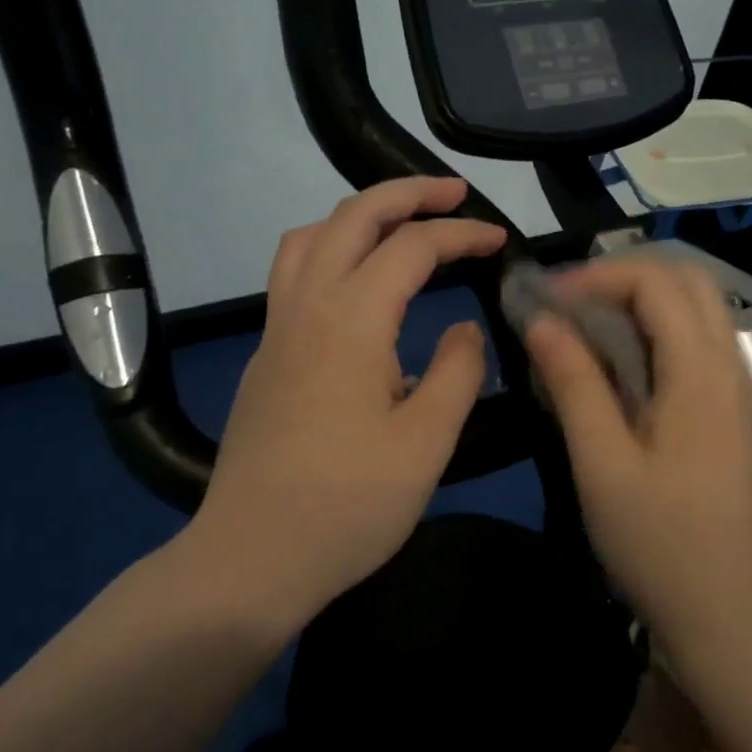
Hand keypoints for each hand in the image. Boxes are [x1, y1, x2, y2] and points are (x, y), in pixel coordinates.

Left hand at [192, 177, 506, 624]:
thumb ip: (457, 371)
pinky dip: (331, 251)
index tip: (500, 240)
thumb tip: (463, 328)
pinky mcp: (264, 358)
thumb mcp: (426, 442)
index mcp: (350, 321)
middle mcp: (305, 308)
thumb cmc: (348, 505)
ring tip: (400, 226)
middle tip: (453, 193)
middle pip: (351, 217)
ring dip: (357, 216)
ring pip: (308, 239)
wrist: (251, 558)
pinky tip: (359, 289)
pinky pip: (292, 275)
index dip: (460, 233)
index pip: (410, 247)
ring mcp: (275, 331)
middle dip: (406, 193)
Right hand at [524, 254, 751, 633]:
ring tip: (586, 321)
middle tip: (569, 301)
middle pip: (687, 280)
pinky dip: (657, 325)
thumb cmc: (656, 540)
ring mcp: (737, 387)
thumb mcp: (601, 463)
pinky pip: (699, 338)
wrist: (723, 607)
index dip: (597, 276)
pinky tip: (619, 358)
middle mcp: (729, 366)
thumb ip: (574, 384)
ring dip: (642, 297)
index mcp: (700, 374)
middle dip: (623, 275)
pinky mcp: (731, 408)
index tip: (546, 300)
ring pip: (698, 306)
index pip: (656, 283)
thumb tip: (541, 320)